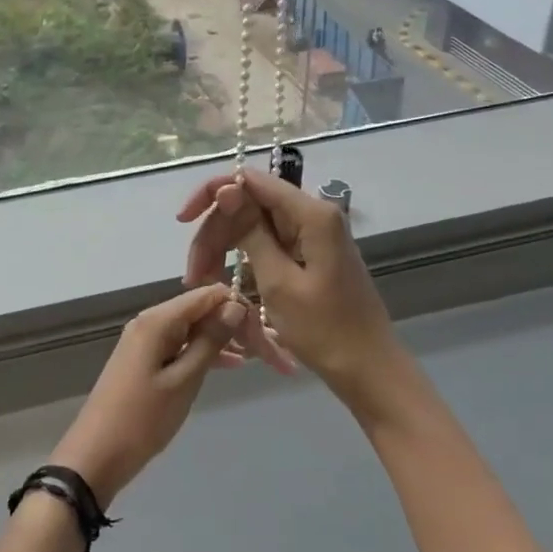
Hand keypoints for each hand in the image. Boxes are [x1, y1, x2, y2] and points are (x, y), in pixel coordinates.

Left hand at [49, 284, 250, 507]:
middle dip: (238, 326)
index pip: (209, 295)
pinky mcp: (146, 360)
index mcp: (158, 320)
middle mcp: (151, 321)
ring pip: (195, 329)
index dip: (241, 309)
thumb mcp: (184, 380)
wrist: (96, 455)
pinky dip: (206, 353)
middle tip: (275, 354)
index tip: (270, 335)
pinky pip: (182, 345)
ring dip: (226, 341)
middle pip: (203, 310)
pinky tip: (234, 365)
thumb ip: (210, 341)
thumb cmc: (142, 419)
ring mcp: (147, 341)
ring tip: (263, 358)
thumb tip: (235, 305)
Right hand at [178, 169, 407, 410]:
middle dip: (216, 233)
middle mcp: (313, 215)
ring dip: (224, 249)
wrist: (369, 370)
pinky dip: (244, 261)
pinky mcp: (309, 254)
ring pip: (254, 226)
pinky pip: (268, 245)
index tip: (184, 221)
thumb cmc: (325, 331)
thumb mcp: (278, 282)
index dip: (213, 194)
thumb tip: (227, 189)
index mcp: (311, 215)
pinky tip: (224, 282)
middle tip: (192, 272)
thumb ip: (251, 232)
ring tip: (202, 281)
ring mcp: (312, 235)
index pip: (251, 181)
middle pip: (249, 205)